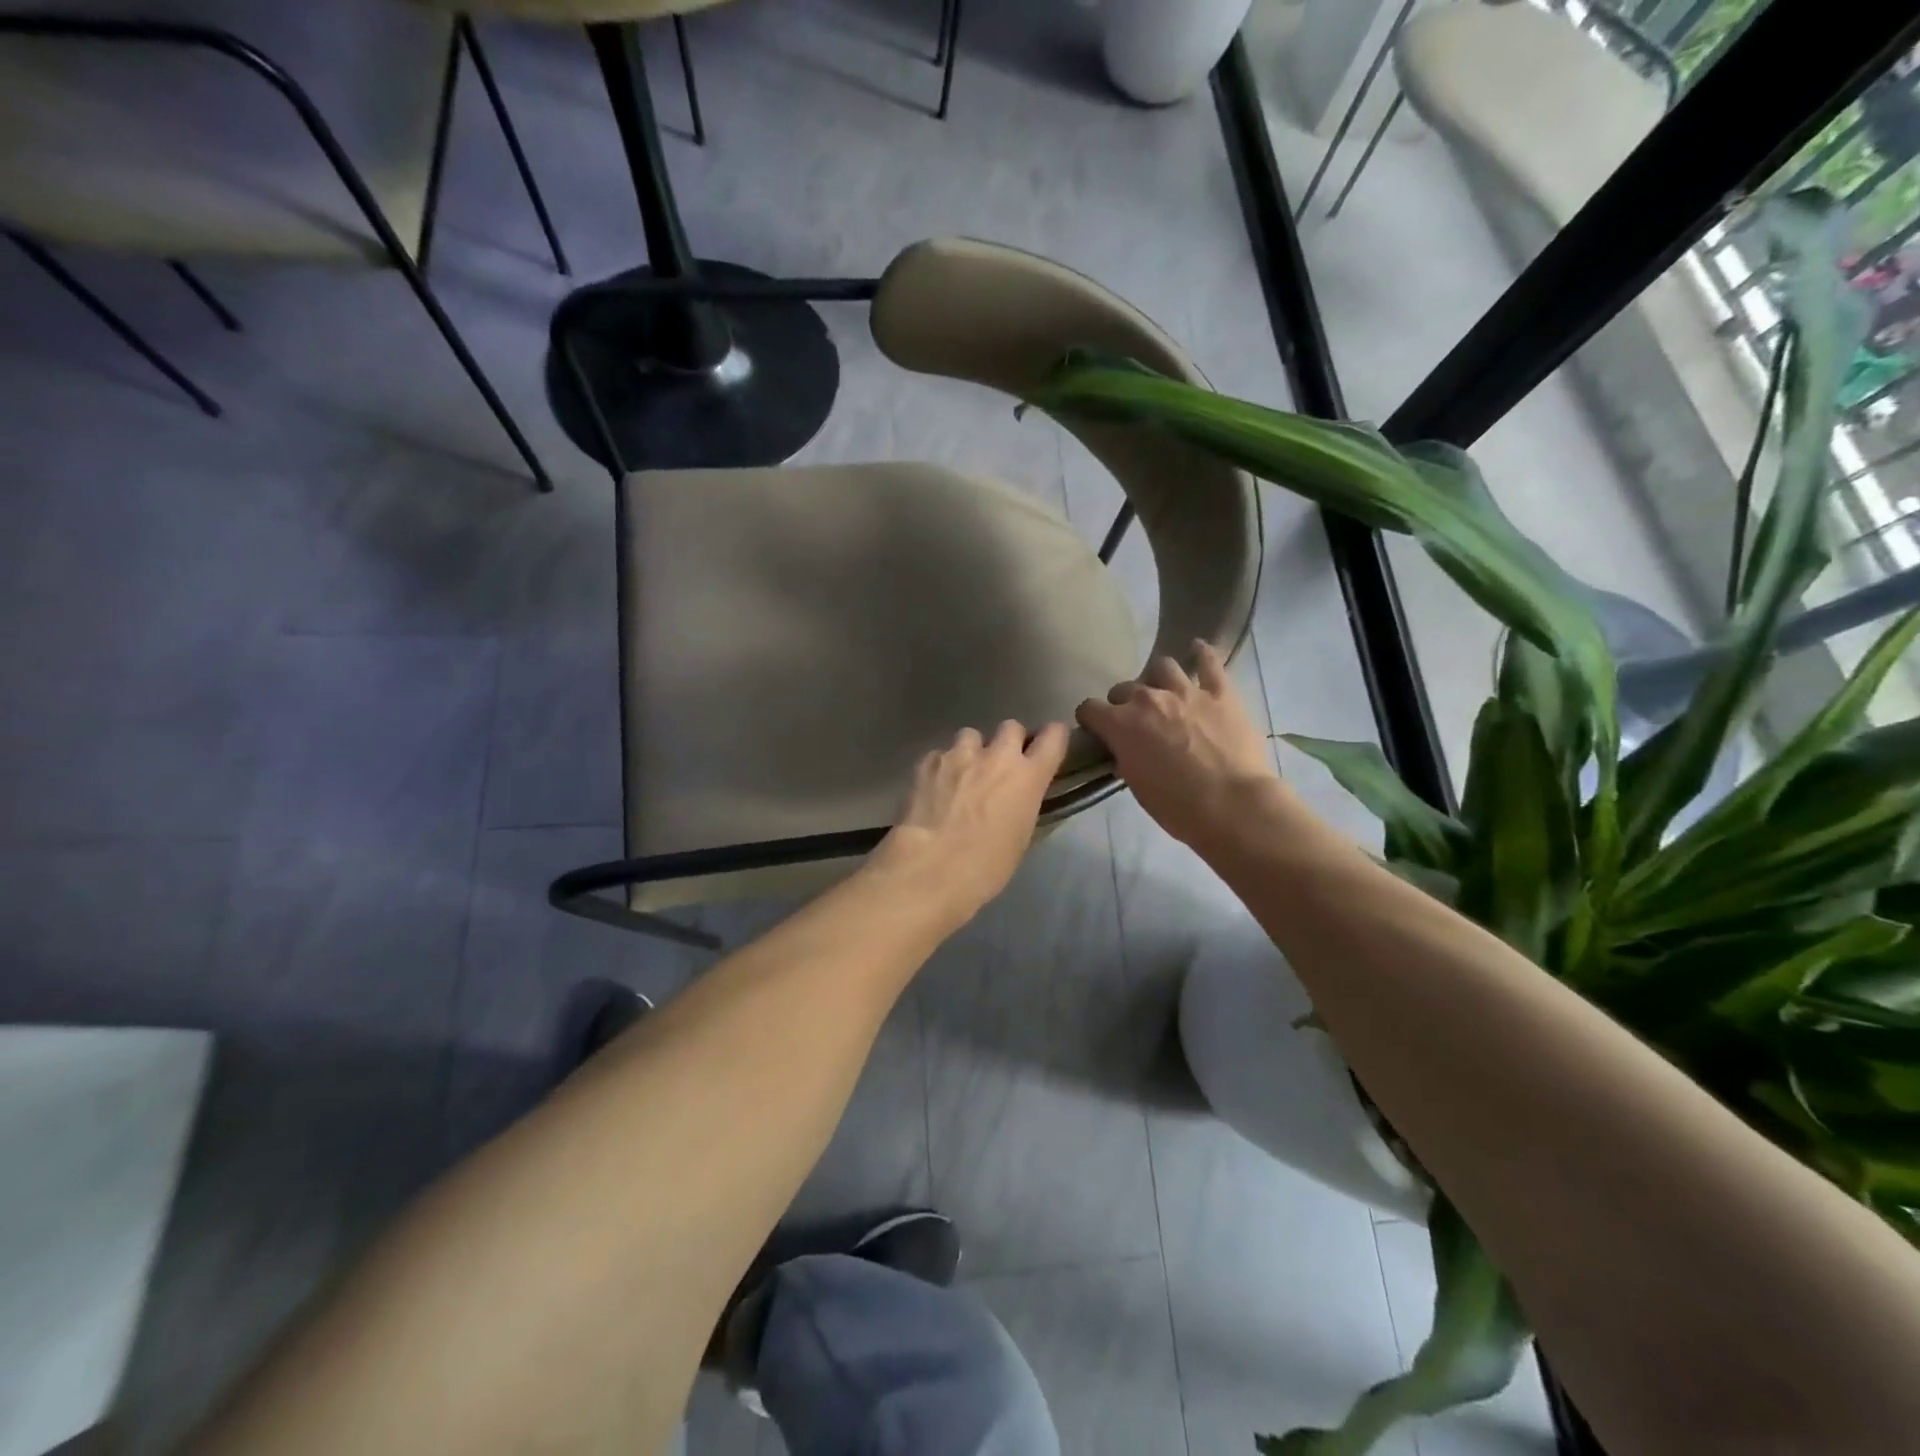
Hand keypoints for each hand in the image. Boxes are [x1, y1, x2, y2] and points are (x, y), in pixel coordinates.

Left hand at [870, 720, 1070, 926]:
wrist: (929, 868)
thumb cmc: (985, 866)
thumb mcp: (1020, 839)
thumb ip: (1024, 806)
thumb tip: (1018, 799)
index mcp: (1028, 777)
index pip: (1053, 736)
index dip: (1053, 737)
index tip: (1047, 747)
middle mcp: (997, 756)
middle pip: (1011, 727)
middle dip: (1009, 741)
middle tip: (1001, 766)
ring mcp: (959, 755)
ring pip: (971, 735)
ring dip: (972, 750)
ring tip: (963, 774)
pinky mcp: (928, 762)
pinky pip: (941, 754)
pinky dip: (942, 766)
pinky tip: (936, 787)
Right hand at [1077, 641, 1281, 849]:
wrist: (1233, 805)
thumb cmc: (1178, 806)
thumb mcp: (1137, 786)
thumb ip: (1126, 757)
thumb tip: (1125, 748)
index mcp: (1121, 724)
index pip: (1090, 708)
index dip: (1091, 719)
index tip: (1096, 729)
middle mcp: (1148, 699)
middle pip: (1124, 688)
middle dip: (1124, 702)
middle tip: (1135, 720)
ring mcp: (1186, 691)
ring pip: (1162, 667)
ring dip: (1158, 678)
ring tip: (1164, 691)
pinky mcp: (1221, 693)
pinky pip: (1210, 662)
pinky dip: (1202, 654)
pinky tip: (1198, 649)